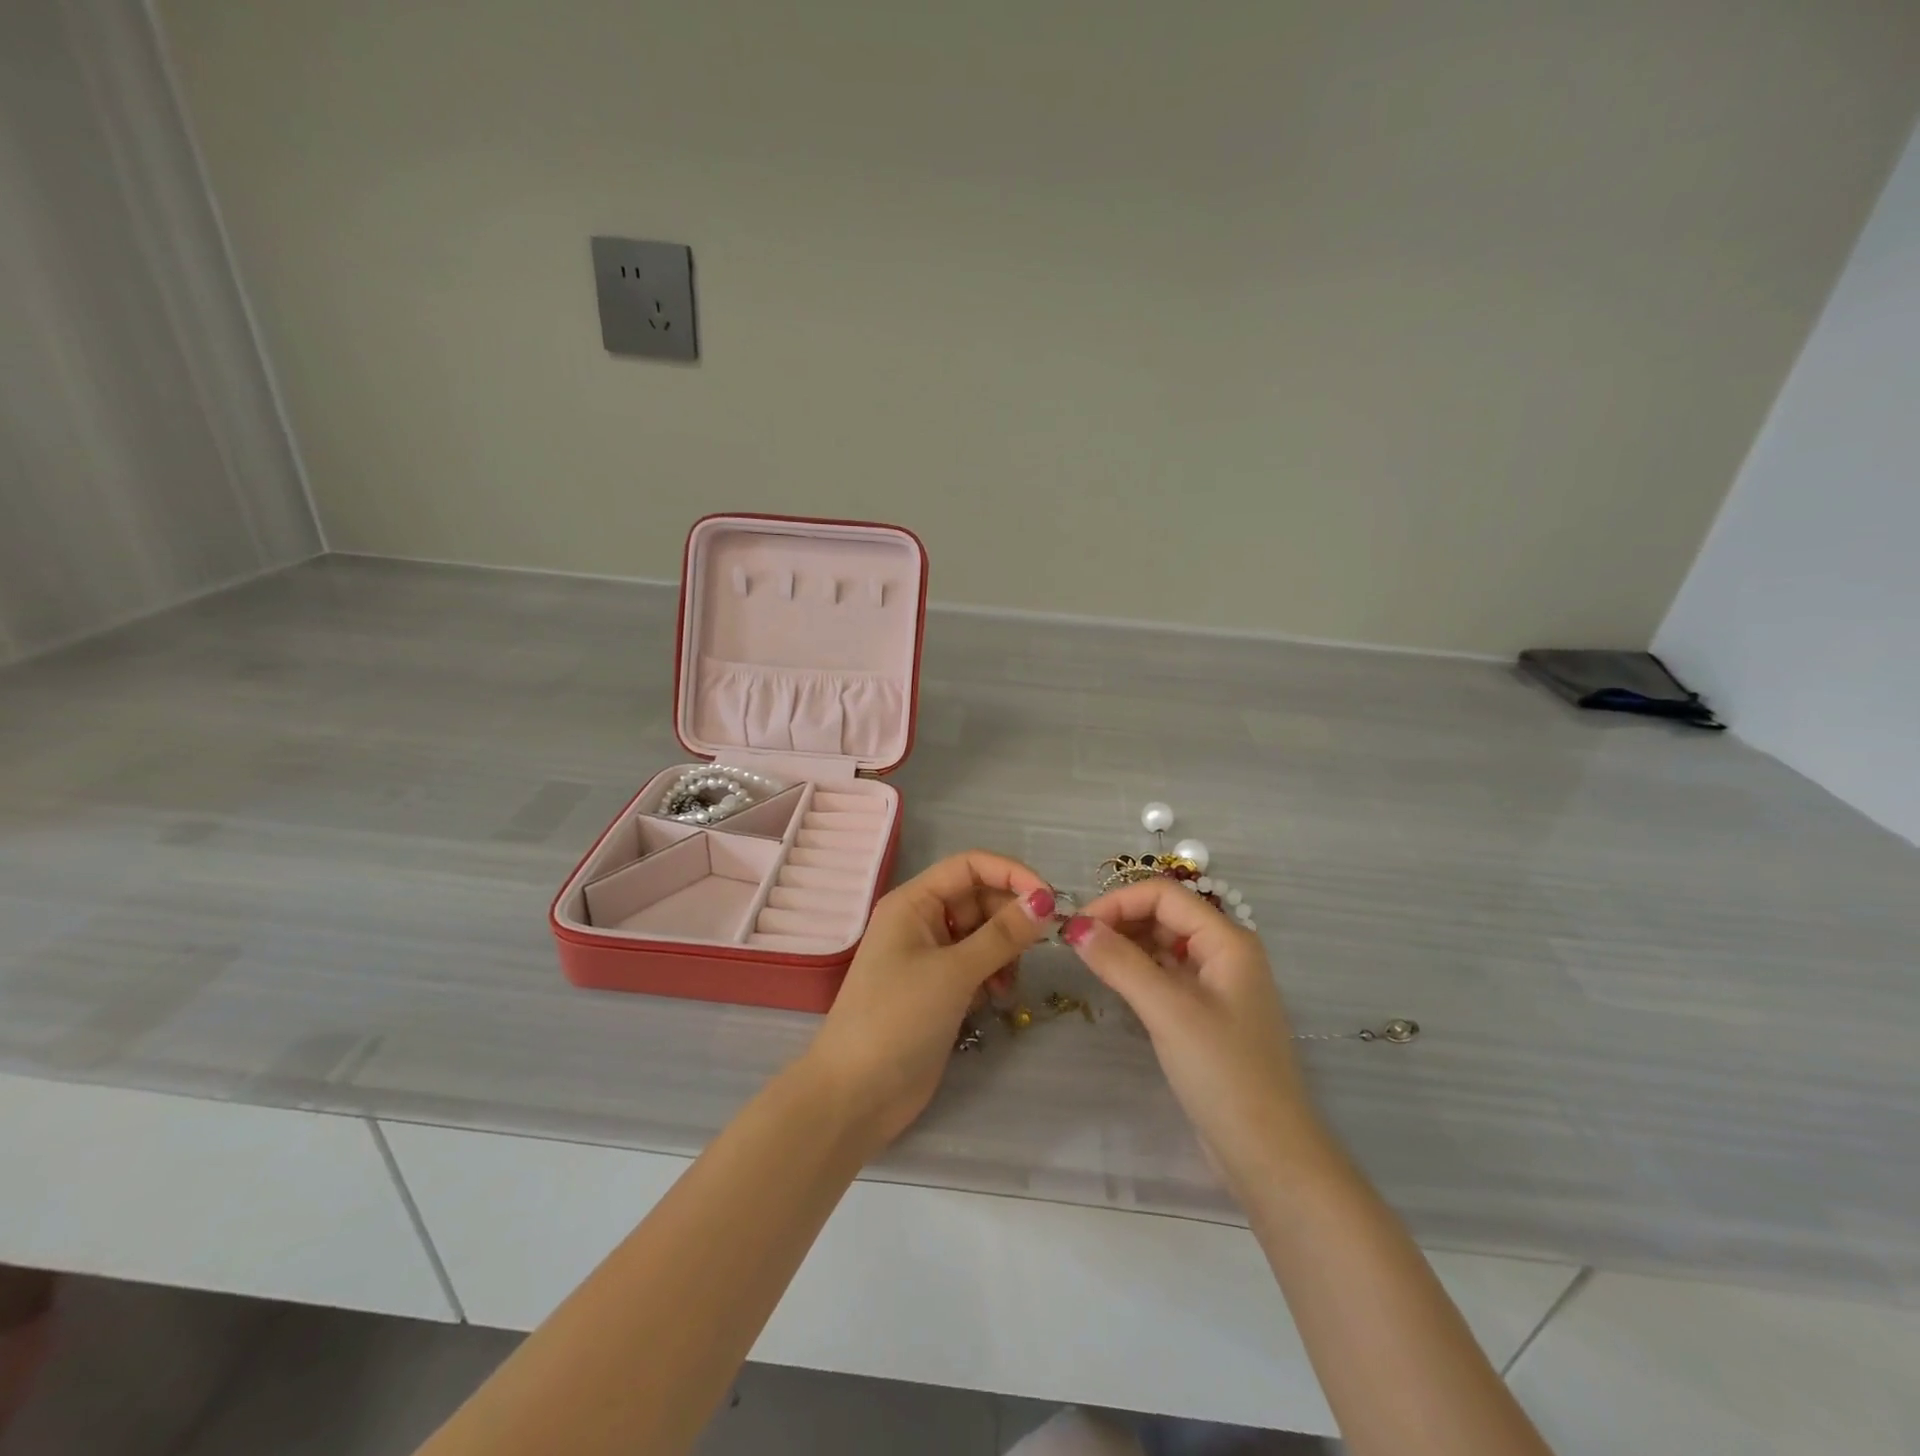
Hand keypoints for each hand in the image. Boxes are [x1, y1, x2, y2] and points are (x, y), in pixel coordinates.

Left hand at [803, 850, 1054, 1151]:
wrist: (856, 1095)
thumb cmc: (897, 1019)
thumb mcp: (954, 972)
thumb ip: (1002, 935)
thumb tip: (1045, 901)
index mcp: (914, 902)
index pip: (970, 865)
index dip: (1011, 873)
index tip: (1049, 899)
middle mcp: (922, 921)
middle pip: (979, 898)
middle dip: (1010, 918)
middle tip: (1039, 946)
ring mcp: (930, 957)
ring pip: (983, 934)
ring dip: (1005, 951)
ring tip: (1007, 984)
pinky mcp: (939, 990)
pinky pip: (977, 965)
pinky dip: (993, 975)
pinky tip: (995, 999)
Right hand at [1062, 879, 1331, 1195]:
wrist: (1269, 1155)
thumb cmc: (1224, 1074)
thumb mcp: (1168, 1012)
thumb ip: (1121, 963)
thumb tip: (1075, 927)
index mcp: (1228, 941)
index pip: (1164, 895)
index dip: (1118, 901)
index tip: (1076, 926)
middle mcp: (1225, 953)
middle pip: (1165, 915)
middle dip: (1120, 920)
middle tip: (1075, 943)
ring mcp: (1217, 984)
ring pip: (1164, 945)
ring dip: (1126, 945)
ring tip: (1088, 960)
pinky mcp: (1206, 1014)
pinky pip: (1166, 974)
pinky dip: (1137, 971)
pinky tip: (1113, 982)